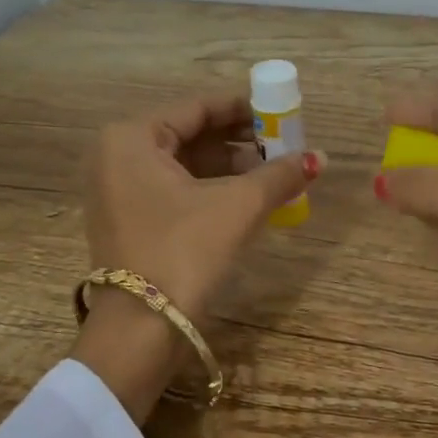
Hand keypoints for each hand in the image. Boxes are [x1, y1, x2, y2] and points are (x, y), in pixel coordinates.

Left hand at [72, 92, 322, 422]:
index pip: (197, 107)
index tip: (281, 111)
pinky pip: (176, 190)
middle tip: (283, 143)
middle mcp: (117, 157)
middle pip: (190, 135)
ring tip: (275, 172)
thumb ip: (279, 175)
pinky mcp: (130, 221)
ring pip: (185, 165)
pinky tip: (250, 197)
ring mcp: (119, 192)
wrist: (141, 330)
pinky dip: (212, 189)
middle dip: (239, 140)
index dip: (243, 108)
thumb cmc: (184, 252)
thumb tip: (321, 157)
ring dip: (230, 167)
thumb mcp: (238, 206)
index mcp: (131, 139)